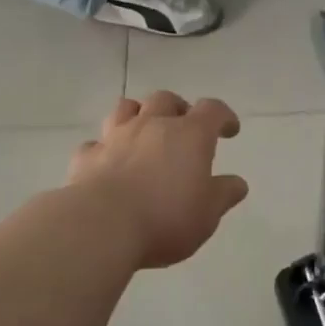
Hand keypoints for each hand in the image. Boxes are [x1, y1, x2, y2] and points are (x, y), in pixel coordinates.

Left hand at [67, 92, 248, 268]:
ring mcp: (115, 137)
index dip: (223, 116)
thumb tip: (237, 183)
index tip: (229, 130)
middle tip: (183, 127)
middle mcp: (151, 126)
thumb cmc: (165, 219)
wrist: (102, 226)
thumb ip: (223, 195)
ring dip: (138, 115)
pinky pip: (96, 143)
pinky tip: (108, 162)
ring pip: (125, 108)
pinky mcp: (87, 156)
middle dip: (177, 108)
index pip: (212, 110)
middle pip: (165, 99)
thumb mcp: (207, 214)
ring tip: (143, 132)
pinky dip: (104, 148)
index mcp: (189, 136)